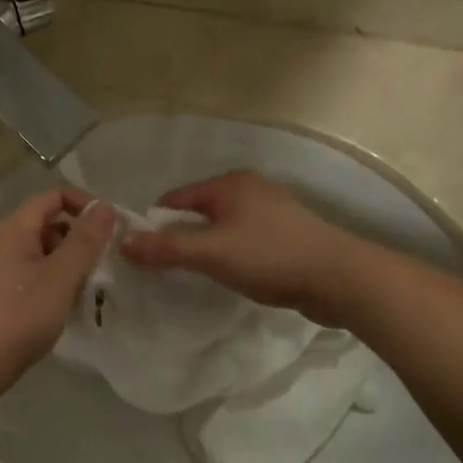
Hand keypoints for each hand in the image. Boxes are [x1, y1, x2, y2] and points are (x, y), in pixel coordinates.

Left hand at [0, 187, 115, 389]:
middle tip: (104, 263)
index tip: (110, 229)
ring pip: (44, 251)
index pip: (54, 195)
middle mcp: (5, 240)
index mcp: (16, 227)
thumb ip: (85, 240)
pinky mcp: (2, 291)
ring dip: (70, 262)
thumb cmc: (20, 314)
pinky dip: (56, 280)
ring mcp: (1, 267)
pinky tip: (68, 304)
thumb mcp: (60, 275)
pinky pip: (35, 273)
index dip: (84, 204)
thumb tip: (104, 207)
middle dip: (80, 237)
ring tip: (91, 287)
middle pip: (50, 222)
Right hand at [119, 171, 351, 320]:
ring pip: (221, 227)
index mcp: (229, 184)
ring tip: (198, 275)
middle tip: (166, 269)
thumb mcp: (211, 253)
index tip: (143, 255)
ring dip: (206, 247)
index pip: (175, 199)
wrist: (340, 278)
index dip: (155, 225)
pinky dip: (230, 254)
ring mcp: (270, 211)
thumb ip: (166, 249)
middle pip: (198, 212)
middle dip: (180, 237)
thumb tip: (123, 243)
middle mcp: (249, 188)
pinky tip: (232, 275)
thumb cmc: (270, 257)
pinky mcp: (286, 233)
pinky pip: (243, 239)